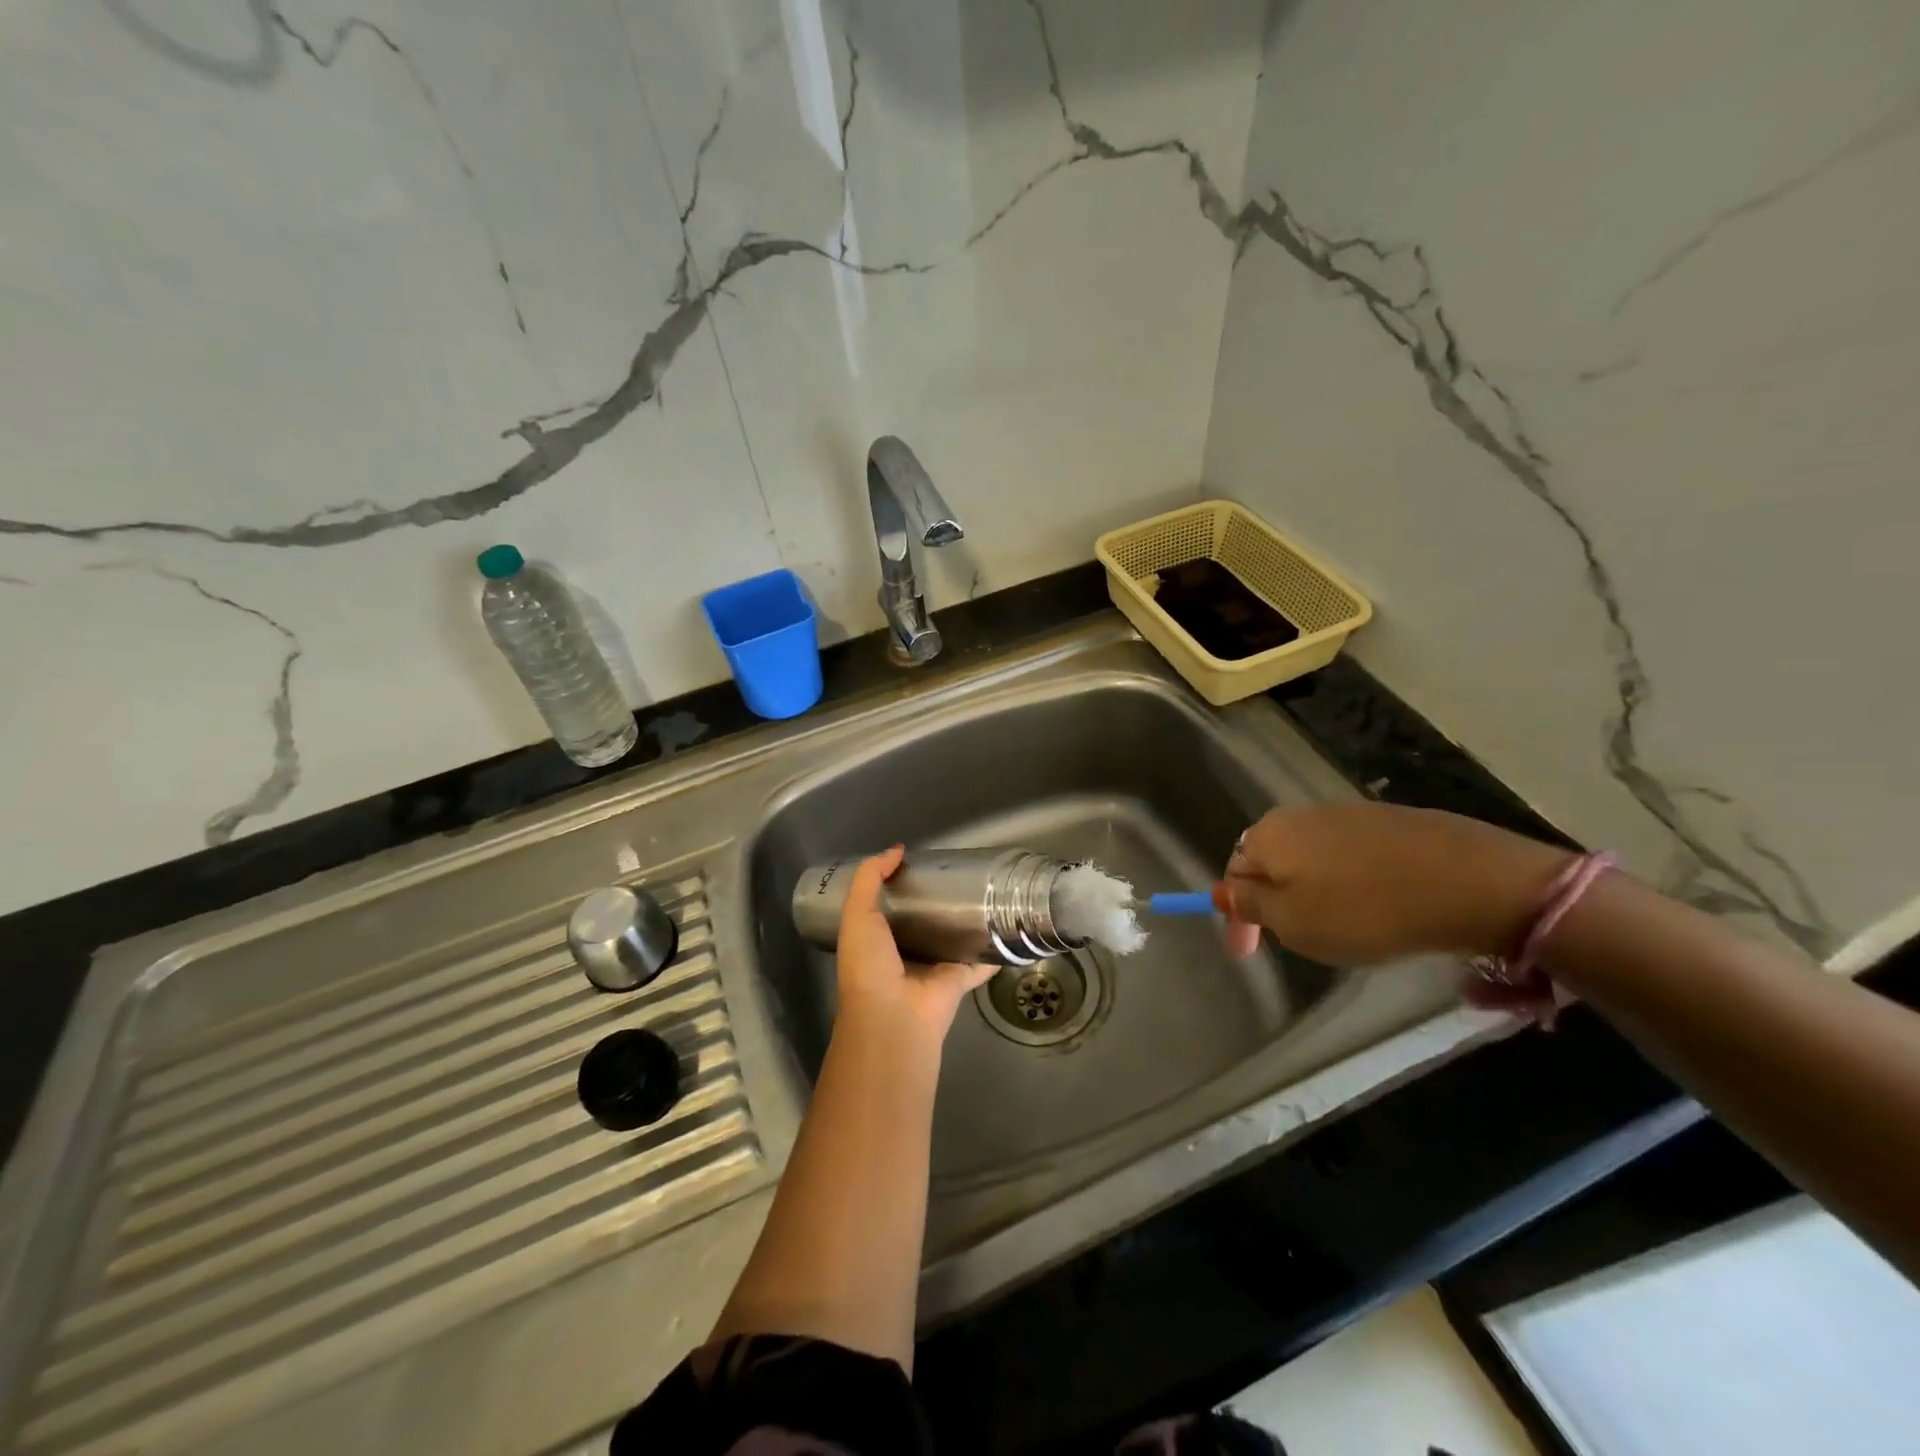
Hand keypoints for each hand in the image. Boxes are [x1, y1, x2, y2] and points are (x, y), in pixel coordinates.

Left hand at [836, 846, 995, 1050]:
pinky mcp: (961, 978)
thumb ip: (870, 879)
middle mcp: (905, 952)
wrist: (894, 1017)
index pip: (891, 905)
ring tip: (987, 890)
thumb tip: (896, 850)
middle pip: (926, 920)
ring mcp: (935, 967)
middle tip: (960, 871)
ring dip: (968, 921)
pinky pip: (981, 960)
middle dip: (939, 899)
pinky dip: (994, 948)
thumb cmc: (869, 965)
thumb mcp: (857, 915)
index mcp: (877, 939)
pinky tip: (1010, 926)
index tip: (922, 860)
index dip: (902, 883)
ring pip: (954, 938)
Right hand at [1213, 803, 1571, 965]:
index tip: (1248, 953)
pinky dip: (1348, 880)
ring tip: (1334, 925)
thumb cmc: (1364, 909)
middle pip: (1271, 859)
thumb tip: (1224, 892)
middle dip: (1273, 898)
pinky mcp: (1390, 820)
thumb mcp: (1294, 923)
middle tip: (1292, 938)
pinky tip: (1372, 903)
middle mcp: (1300, 814)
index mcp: (1269, 835)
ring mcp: (1348, 812)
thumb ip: (1252, 906)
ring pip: (1311, 855)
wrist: (1469, 881)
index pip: (1234, 872)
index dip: (1237, 915)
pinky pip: (1350, 854)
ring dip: (1311, 889)